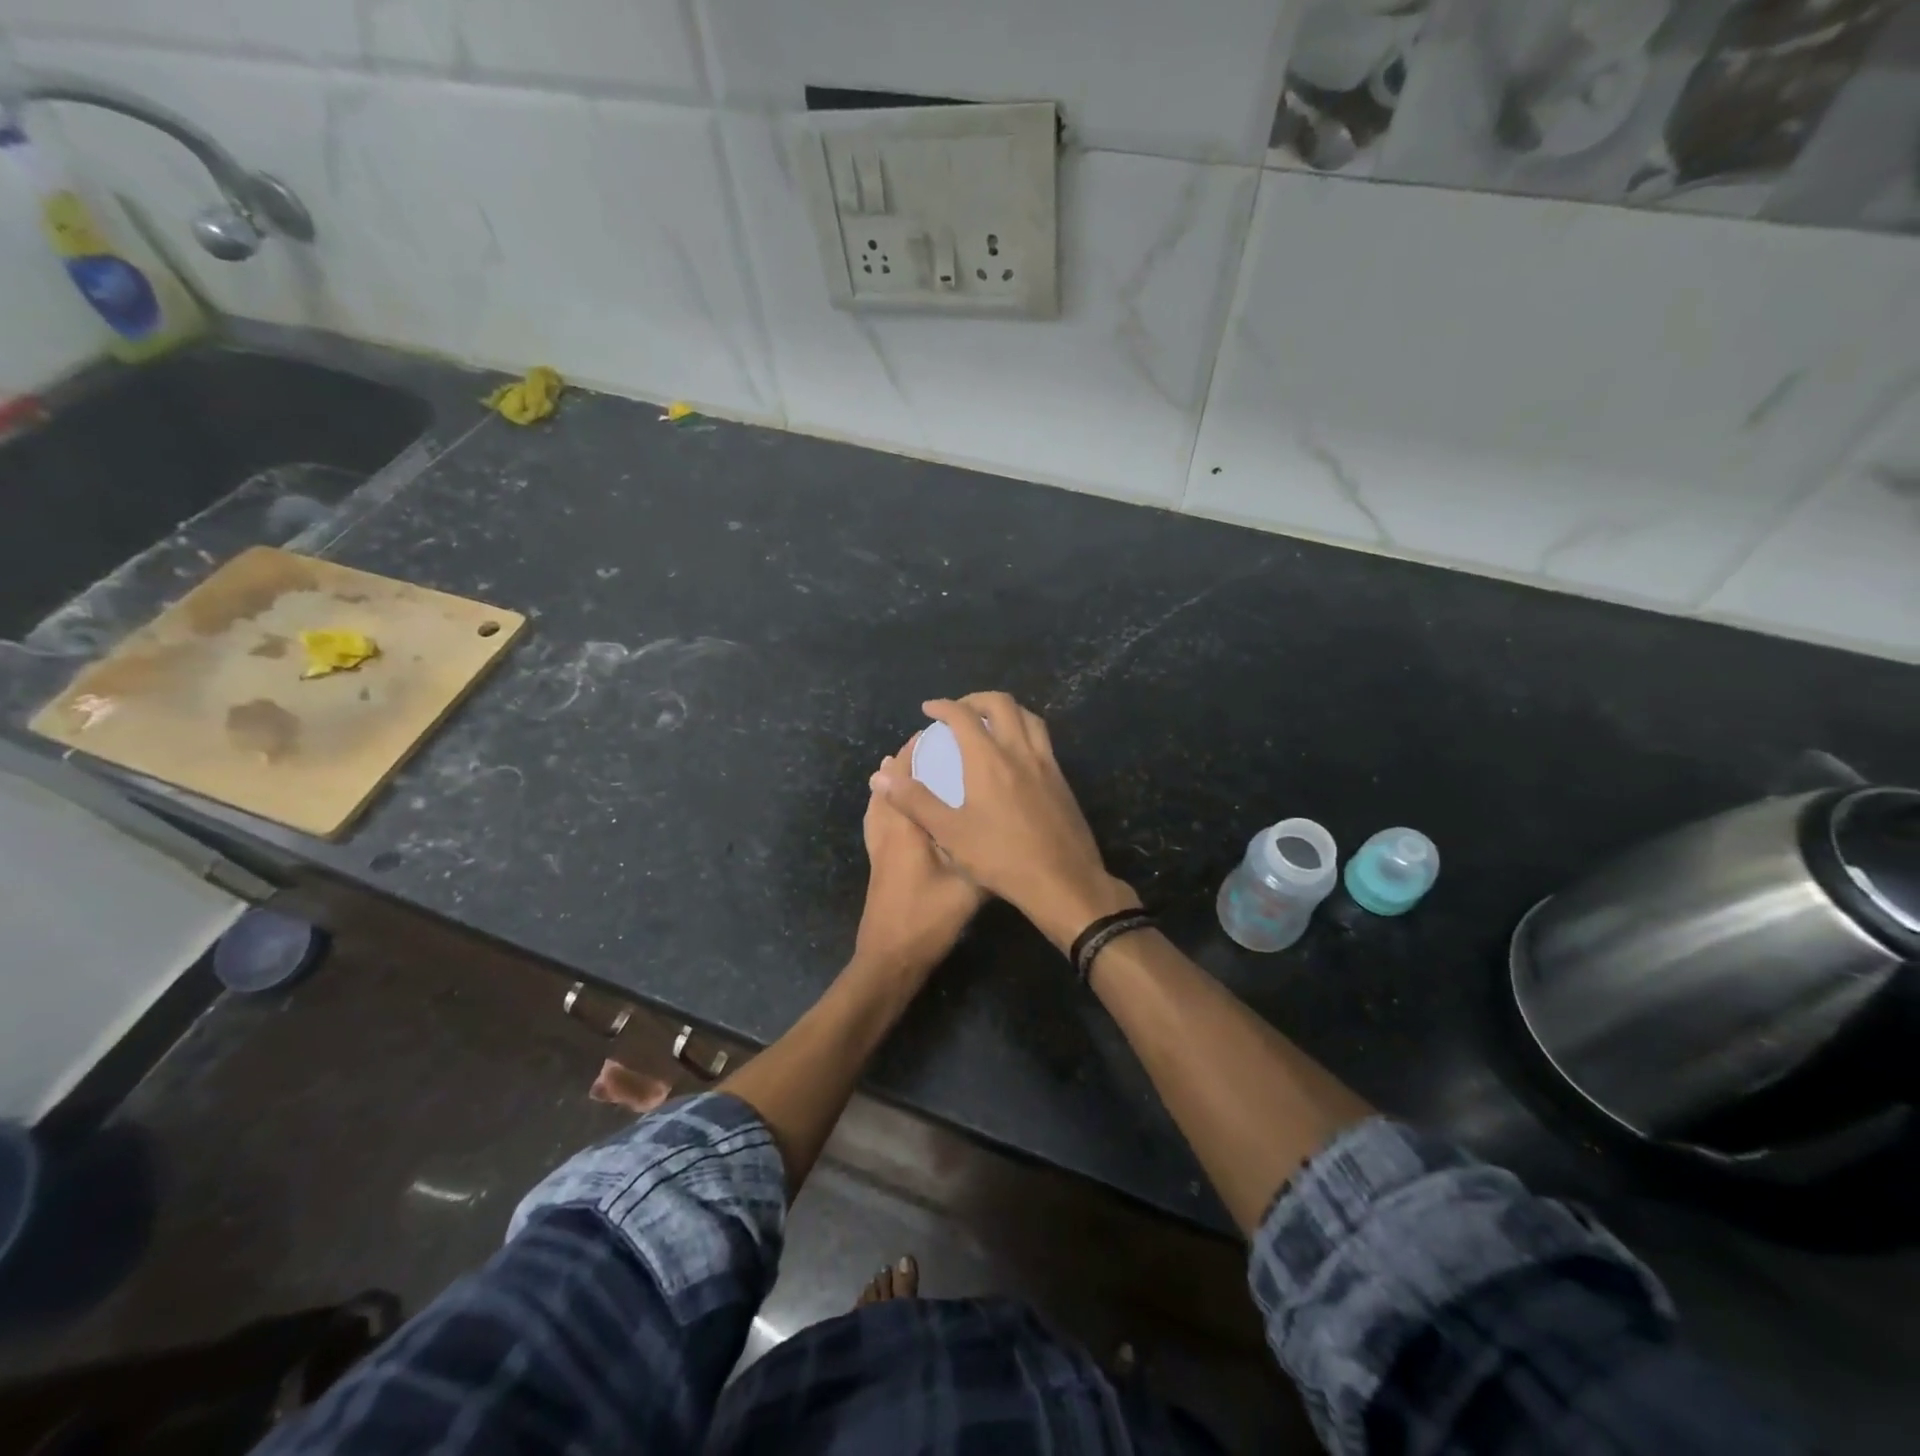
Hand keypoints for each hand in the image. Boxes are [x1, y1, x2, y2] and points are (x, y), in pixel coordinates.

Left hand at [854, 744, 987, 977]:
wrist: (890, 958)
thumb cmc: (928, 919)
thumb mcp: (969, 888)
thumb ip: (985, 856)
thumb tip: (1009, 832)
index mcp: (906, 829)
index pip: (906, 778)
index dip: (915, 752)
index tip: (935, 732)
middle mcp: (887, 831)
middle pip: (888, 785)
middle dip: (904, 762)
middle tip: (928, 745)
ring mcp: (878, 848)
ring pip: (879, 803)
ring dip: (892, 782)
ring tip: (909, 767)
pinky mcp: (877, 862)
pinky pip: (877, 820)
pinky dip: (885, 804)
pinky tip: (897, 809)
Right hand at [870, 694, 1138, 951]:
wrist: (1064, 881)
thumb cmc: (1002, 858)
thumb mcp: (950, 833)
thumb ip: (915, 801)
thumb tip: (881, 777)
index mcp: (989, 760)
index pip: (964, 716)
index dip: (943, 706)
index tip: (928, 709)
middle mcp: (1020, 752)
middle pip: (1001, 704)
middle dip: (975, 700)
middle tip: (958, 712)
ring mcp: (1046, 764)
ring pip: (1028, 717)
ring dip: (1005, 710)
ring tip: (988, 723)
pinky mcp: (1062, 780)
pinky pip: (1042, 739)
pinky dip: (1024, 730)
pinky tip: (1015, 755)